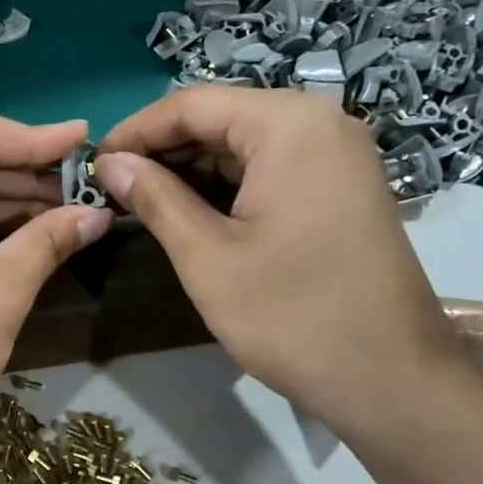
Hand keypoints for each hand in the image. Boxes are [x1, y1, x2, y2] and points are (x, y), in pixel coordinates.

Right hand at [94, 89, 473, 437]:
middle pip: (219, 118)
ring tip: (139, 203)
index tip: (92, 165)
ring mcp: (334, 156)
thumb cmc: (291, 315)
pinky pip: (267, 168)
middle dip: (161, 150)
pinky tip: (186, 213)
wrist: (390, 379)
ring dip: (188, 170)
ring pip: (241, 144)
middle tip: (111, 188)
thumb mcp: (206, 256)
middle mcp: (318, 124)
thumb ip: (154, 198)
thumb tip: (110, 164)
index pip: (192, 104)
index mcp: (289, 126)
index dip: (134, 131)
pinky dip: (222, 186)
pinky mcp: (337, 187)